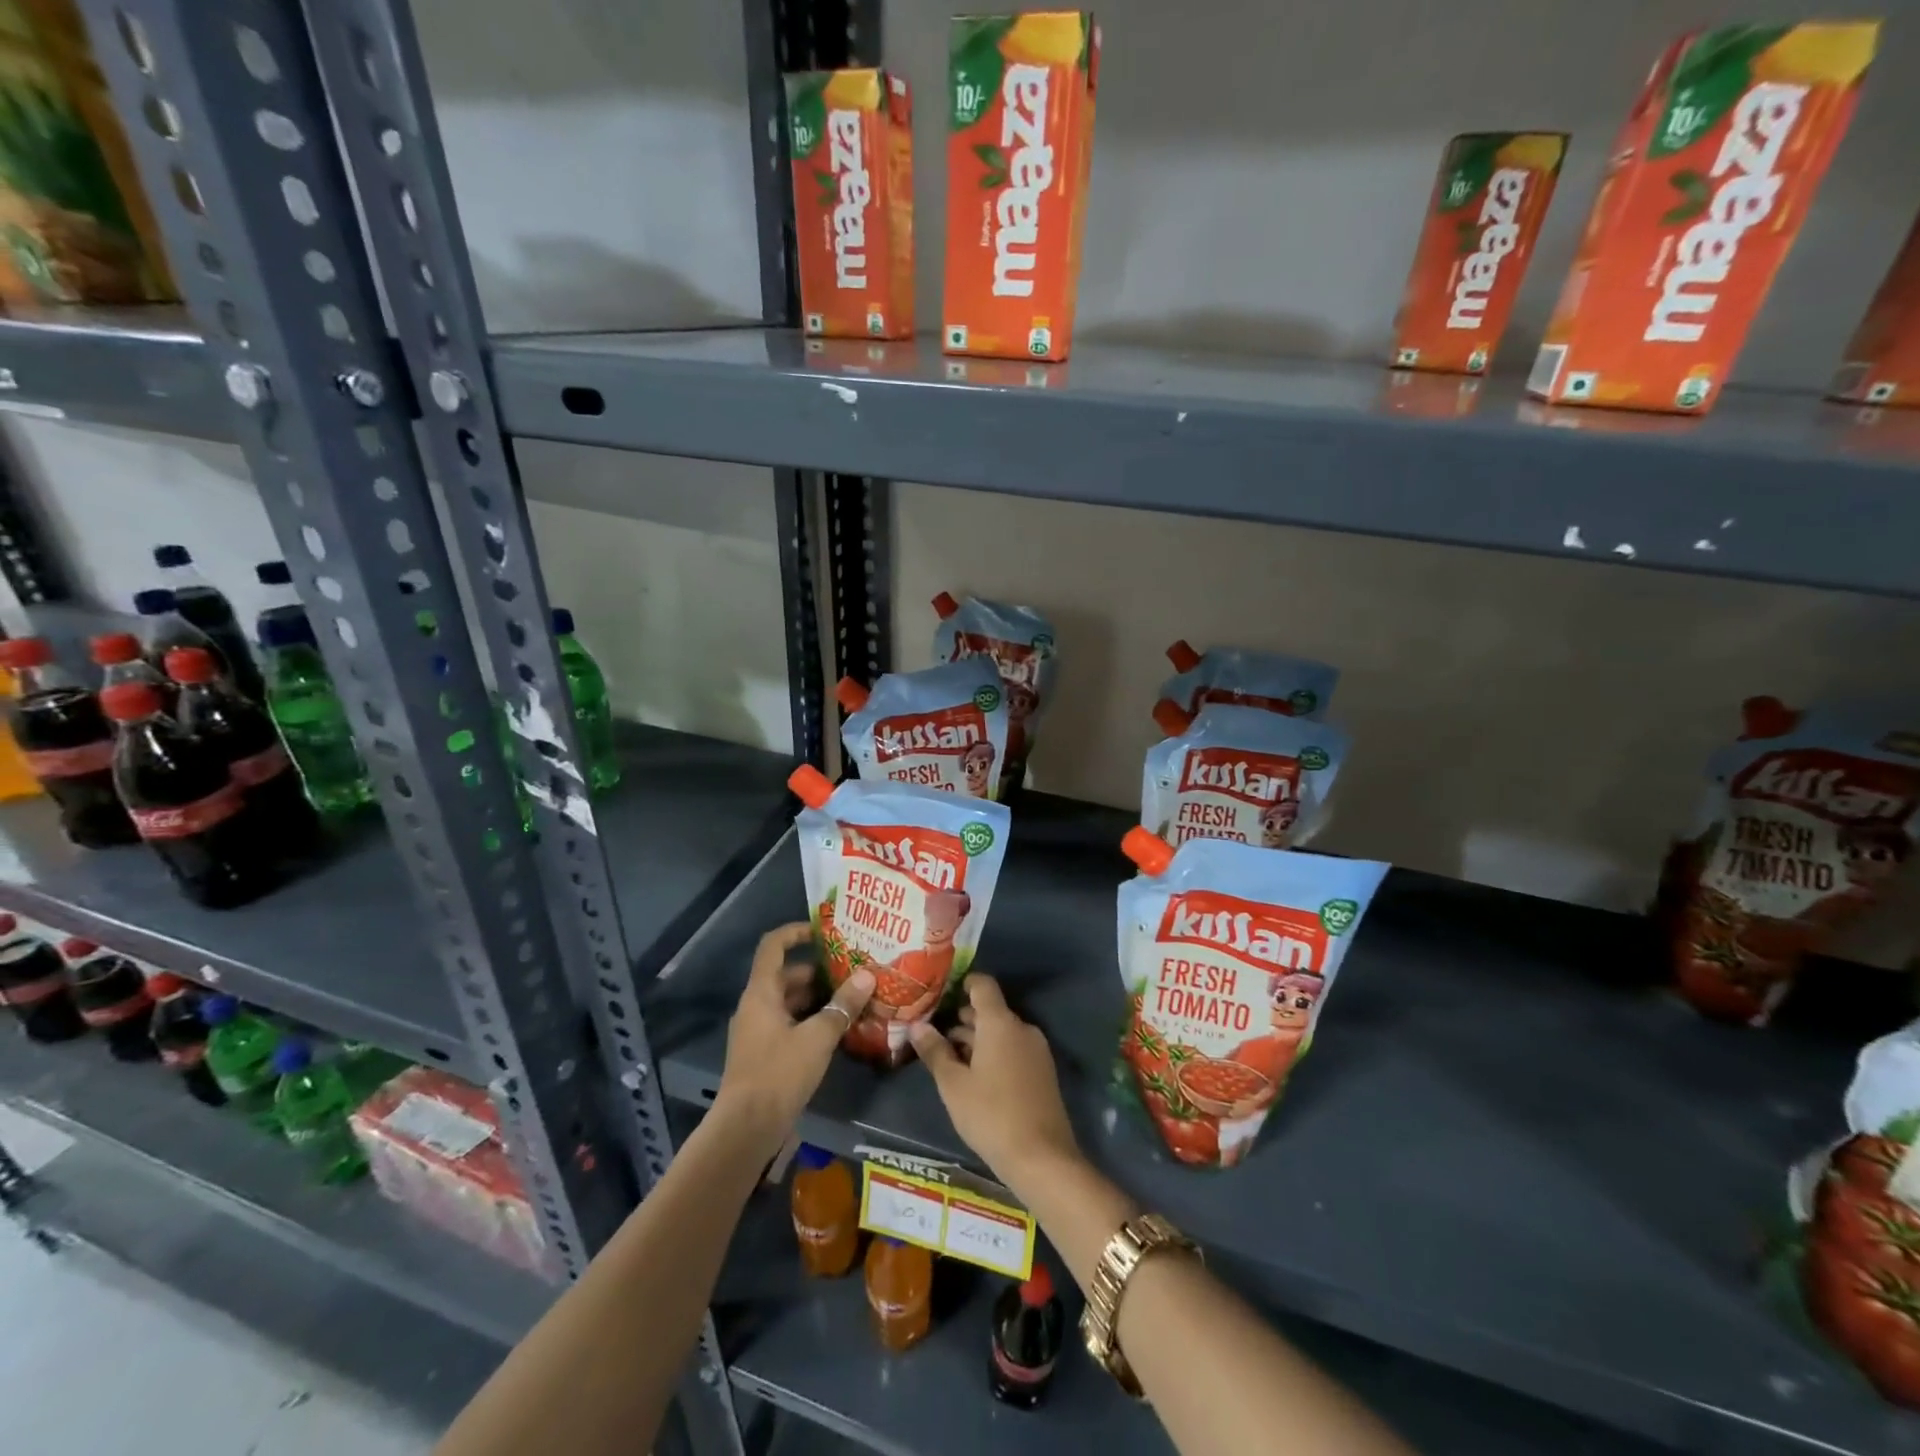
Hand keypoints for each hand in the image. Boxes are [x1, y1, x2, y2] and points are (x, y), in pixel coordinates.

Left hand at [716, 923, 872, 1147]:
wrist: (746, 1129)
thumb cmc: (779, 1074)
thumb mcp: (818, 1037)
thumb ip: (842, 1005)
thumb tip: (867, 975)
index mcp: (761, 993)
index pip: (773, 946)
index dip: (796, 931)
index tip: (823, 930)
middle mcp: (755, 1006)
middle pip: (786, 975)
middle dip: (818, 971)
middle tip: (852, 969)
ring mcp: (757, 1031)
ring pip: (789, 1001)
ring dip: (817, 998)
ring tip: (852, 998)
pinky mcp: (763, 1053)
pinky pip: (788, 1023)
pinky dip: (810, 1020)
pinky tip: (837, 1029)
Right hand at [908, 974, 1078, 1195]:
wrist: (1042, 1157)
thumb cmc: (990, 1114)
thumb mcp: (953, 1085)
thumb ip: (935, 1051)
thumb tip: (918, 1026)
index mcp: (1000, 1022)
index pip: (983, 985)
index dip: (963, 984)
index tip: (941, 994)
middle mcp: (1021, 1027)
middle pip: (991, 1010)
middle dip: (964, 1018)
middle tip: (935, 1033)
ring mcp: (1036, 1050)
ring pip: (1002, 1032)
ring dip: (977, 1039)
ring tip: (949, 1058)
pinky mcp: (1042, 1071)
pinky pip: (1014, 1049)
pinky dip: (994, 1053)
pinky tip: (975, 1077)